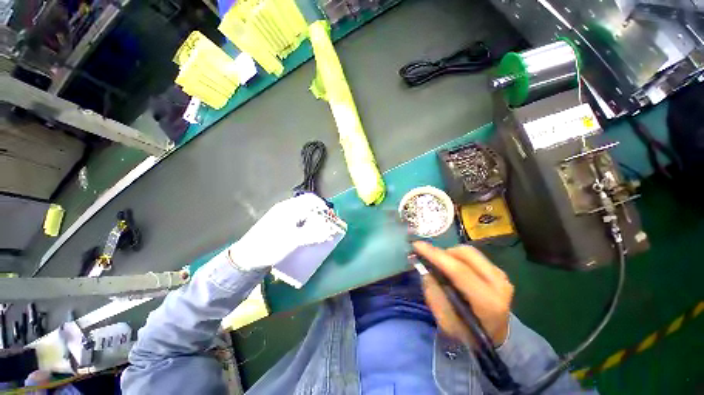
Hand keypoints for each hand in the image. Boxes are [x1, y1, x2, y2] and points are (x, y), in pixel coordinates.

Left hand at [228, 193, 339, 270]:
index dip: (323, 207)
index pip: (311, 200)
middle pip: (308, 206)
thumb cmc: (269, 246)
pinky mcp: (280, 224)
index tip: (330, 218)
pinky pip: (298, 220)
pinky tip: (307, 234)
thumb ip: (313, 235)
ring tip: (319, 231)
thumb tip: (330, 231)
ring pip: (303, 213)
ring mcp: (282, 216)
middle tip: (326, 226)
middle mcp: (286, 209)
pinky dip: (306, 225)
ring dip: (313, 220)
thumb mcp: (293, 241)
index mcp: (289, 208)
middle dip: (319, 215)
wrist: (246, 258)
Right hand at [414, 241, 513, 345]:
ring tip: (442, 266)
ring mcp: (501, 276)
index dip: (435, 255)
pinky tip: (452, 267)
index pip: (459, 270)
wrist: (494, 337)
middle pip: (465, 254)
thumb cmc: (467, 333)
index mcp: (488, 302)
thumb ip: (434, 294)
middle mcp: (499, 285)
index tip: (417, 245)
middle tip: (430, 260)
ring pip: (469, 251)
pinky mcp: (499, 271)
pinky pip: (473, 255)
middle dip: (443, 253)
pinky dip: (458, 257)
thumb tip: (425, 269)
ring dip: (450, 254)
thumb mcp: (445, 321)